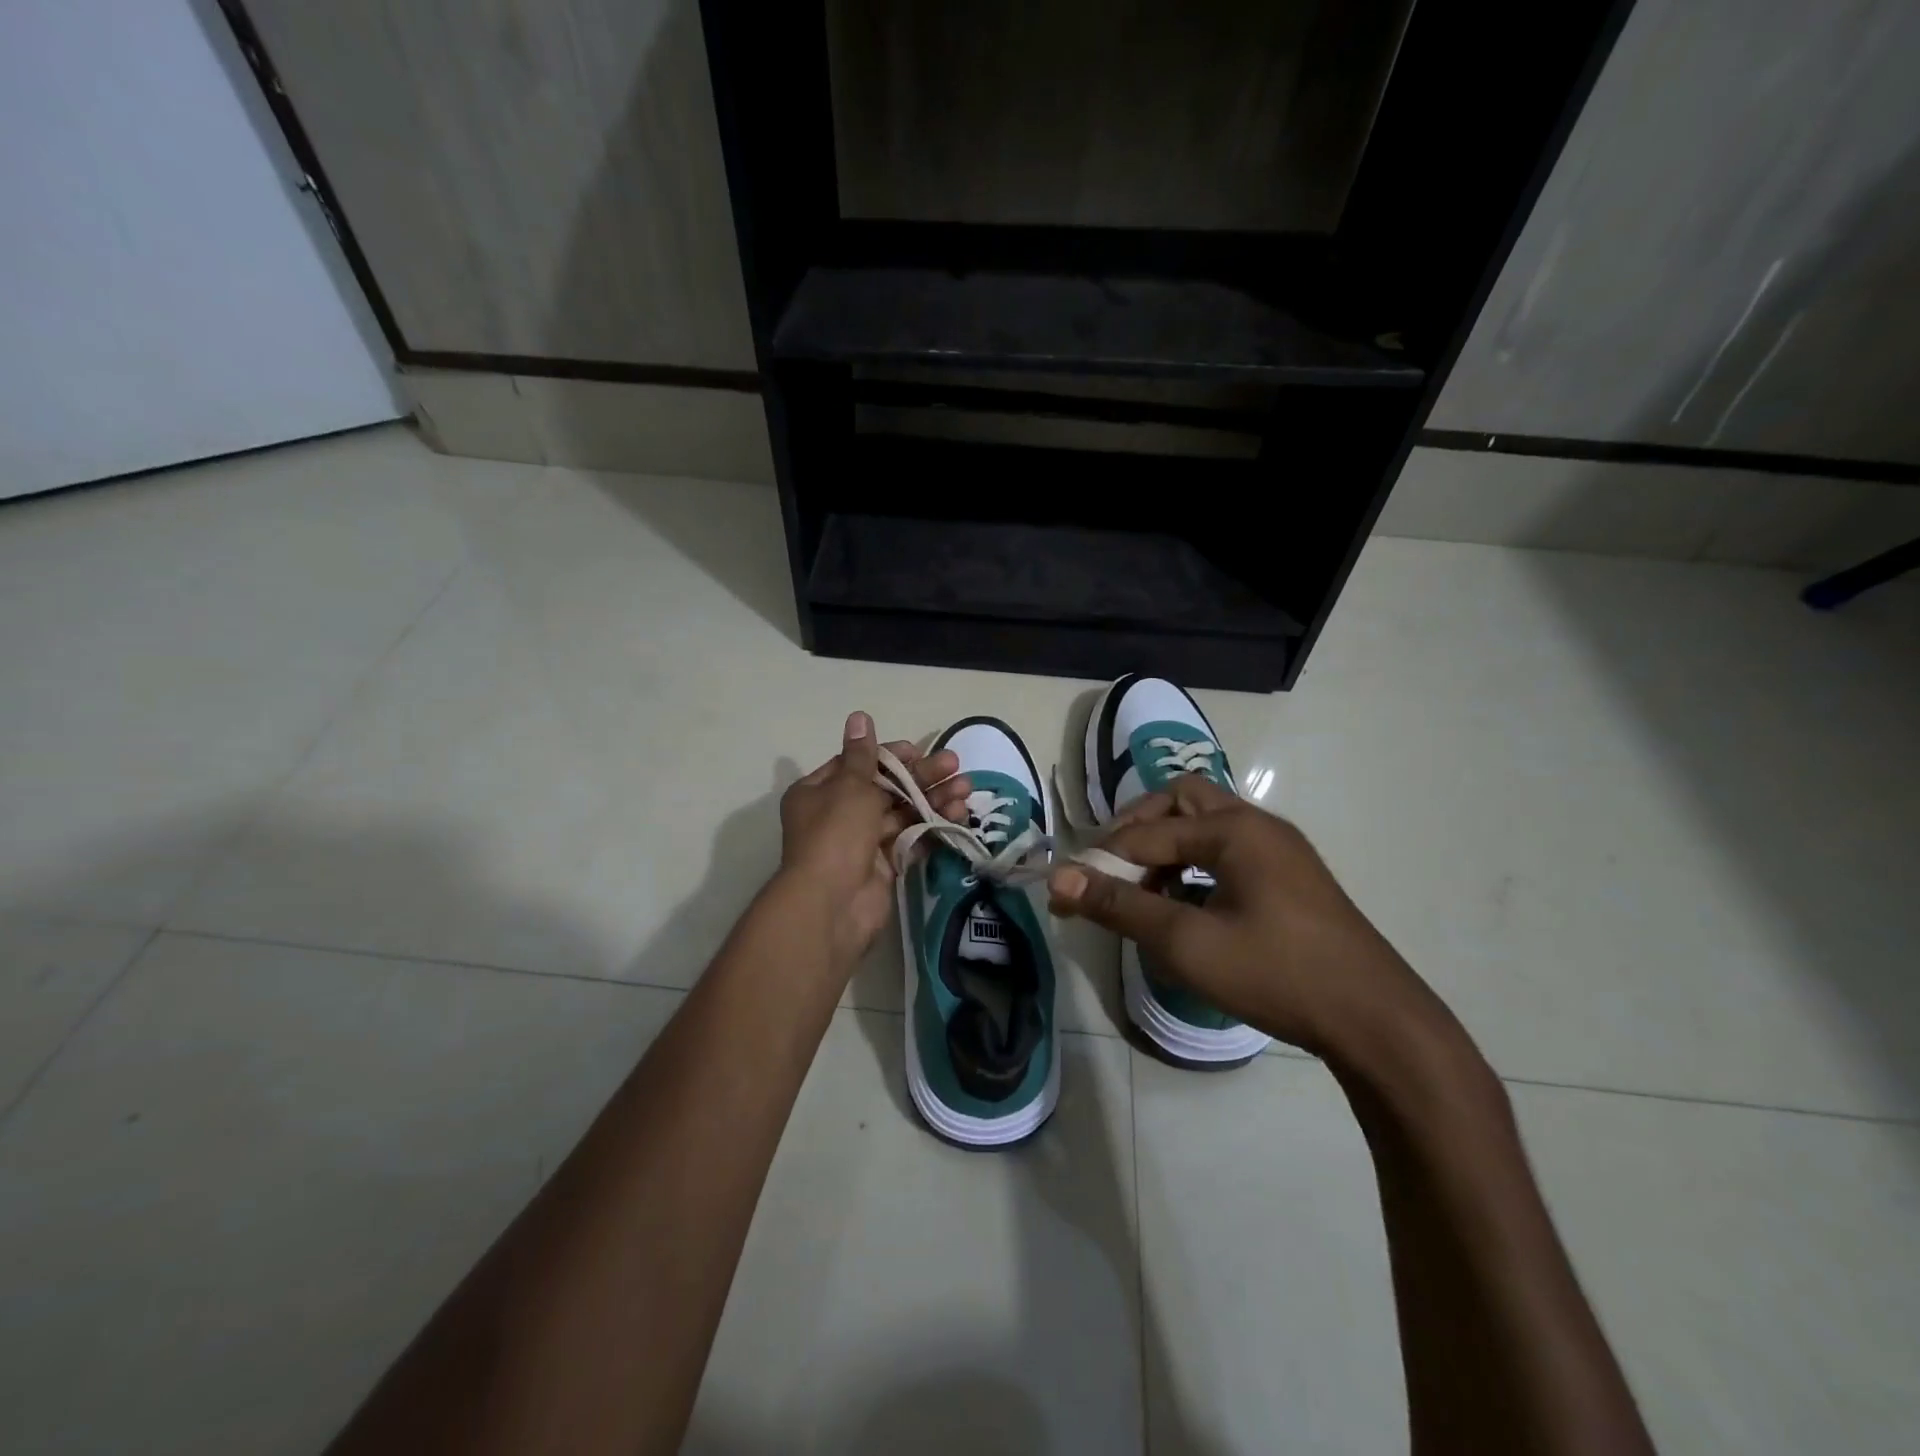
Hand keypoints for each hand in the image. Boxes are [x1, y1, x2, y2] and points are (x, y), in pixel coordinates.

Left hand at [779, 711, 970, 966]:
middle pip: (885, 788)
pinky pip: (910, 839)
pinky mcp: (884, 865)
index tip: (918, 751)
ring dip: (933, 800)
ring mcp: (862, 842)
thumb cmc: (836, 833)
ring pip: (902, 813)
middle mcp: (839, 814)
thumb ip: (863, 754)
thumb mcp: (849, 786)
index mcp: (820, 791)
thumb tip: (859, 716)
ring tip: (966, 790)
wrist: (833, 903)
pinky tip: (958, 815)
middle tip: (954, 765)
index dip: (890, 756)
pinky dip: (932, 827)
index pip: (858, 764)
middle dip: (920, 777)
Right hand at [1047, 774, 1439, 1058]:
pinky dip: (1195, 866)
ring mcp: (1279, 850)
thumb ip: (1119, 906)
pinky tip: (1186, 906)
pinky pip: (1228, 852)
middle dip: (1138, 830)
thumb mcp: (1186, 942)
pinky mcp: (1290, 878)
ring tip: (1143, 892)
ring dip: (1167, 847)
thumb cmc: (1275, 973)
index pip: (1147, 834)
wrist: (1376, 1020)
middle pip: (1181, 801)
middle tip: (1110, 868)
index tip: (1067, 892)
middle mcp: (1257, 825)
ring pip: (1206, 825)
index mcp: (1234, 829)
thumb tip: (1058, 878)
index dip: (1101, 862)